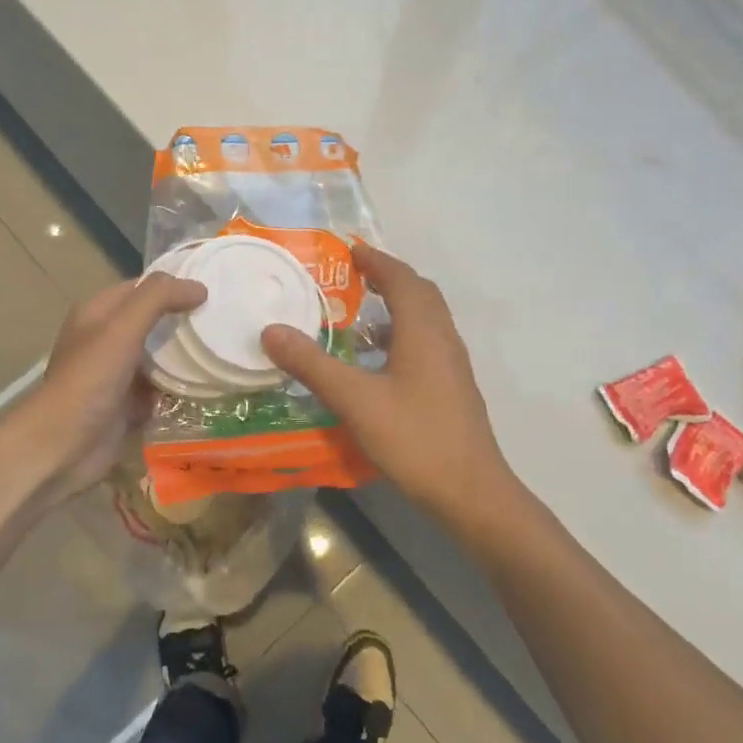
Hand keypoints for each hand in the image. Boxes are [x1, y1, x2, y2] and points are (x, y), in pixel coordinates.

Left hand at [21, 272, 206, 504]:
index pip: (142, 287)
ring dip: (185, 355)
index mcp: (98, 313)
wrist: (64, 446)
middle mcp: (106, 340)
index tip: (213, 288)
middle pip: (153, 322)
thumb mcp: (122, 328)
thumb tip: (199, 288)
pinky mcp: (128, 406)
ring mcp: (117, 374)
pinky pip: (161, 390)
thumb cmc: (90, 379)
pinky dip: (181, 388)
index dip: (174, 285)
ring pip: (159, 357)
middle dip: (184, 320)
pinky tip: (211, 384)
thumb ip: (158, 299)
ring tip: (224, 348)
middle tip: (225, 319)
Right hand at [261, 246, 522, 528]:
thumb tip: (271, 331)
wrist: (470, 491)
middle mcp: (443, 339)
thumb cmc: (414, 438)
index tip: (350, 251)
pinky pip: (427, 344)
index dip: (377, 261)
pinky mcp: (453, 388)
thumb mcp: (355, 400)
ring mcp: (452, 365)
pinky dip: (403, 335)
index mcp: (423, 331)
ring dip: (398, 307)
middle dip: (390, 278)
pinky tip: (378, 363)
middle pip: (421, 293)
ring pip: (427, 320)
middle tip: (355, 276)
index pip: (402, 279)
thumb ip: (312, 365)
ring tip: (361, 315)